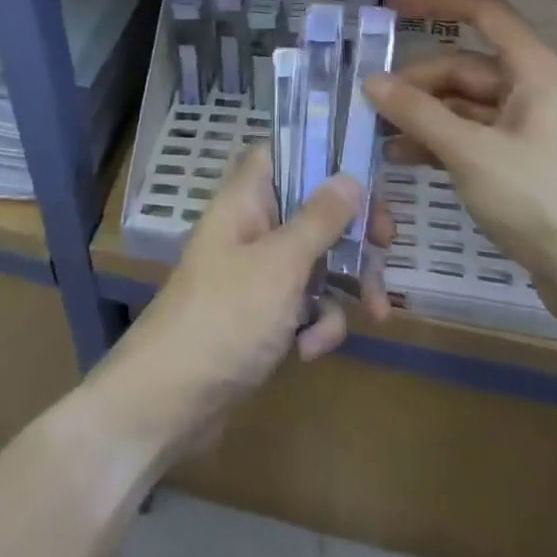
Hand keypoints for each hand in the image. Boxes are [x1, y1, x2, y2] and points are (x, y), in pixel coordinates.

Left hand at [92, 146, 390, 461]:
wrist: (169, 402)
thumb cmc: (225, 317)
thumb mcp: (280, 264)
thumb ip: (318, 219)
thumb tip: (350, 176)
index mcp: (245, 200)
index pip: (281, 153)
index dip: (320, 155)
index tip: (362, 173)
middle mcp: (251, 228)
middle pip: (310, 209)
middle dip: (351, 230)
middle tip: (387, 244)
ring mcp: (256, 274)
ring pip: (315, 260)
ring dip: (344, 286)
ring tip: (374, 314)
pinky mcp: (262, 317)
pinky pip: (303, 305)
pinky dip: (316, 324)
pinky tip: (308, 351)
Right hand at [364, 0, 556, 332]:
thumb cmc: (543, 203)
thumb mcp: (471, 153)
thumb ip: (418, 113)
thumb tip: (371, 81)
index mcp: (535, 70)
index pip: (483, 11)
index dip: (436, 1)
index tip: (390, 8)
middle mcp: (534, 90)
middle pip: (465, 67)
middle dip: (417, 82)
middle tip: (371, 104)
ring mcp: (531, 129)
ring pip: (465, 105)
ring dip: (423, 115)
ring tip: (380, 134)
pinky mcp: (525, 164)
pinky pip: (474, 137)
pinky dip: (441, 142)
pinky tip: (405, 158)